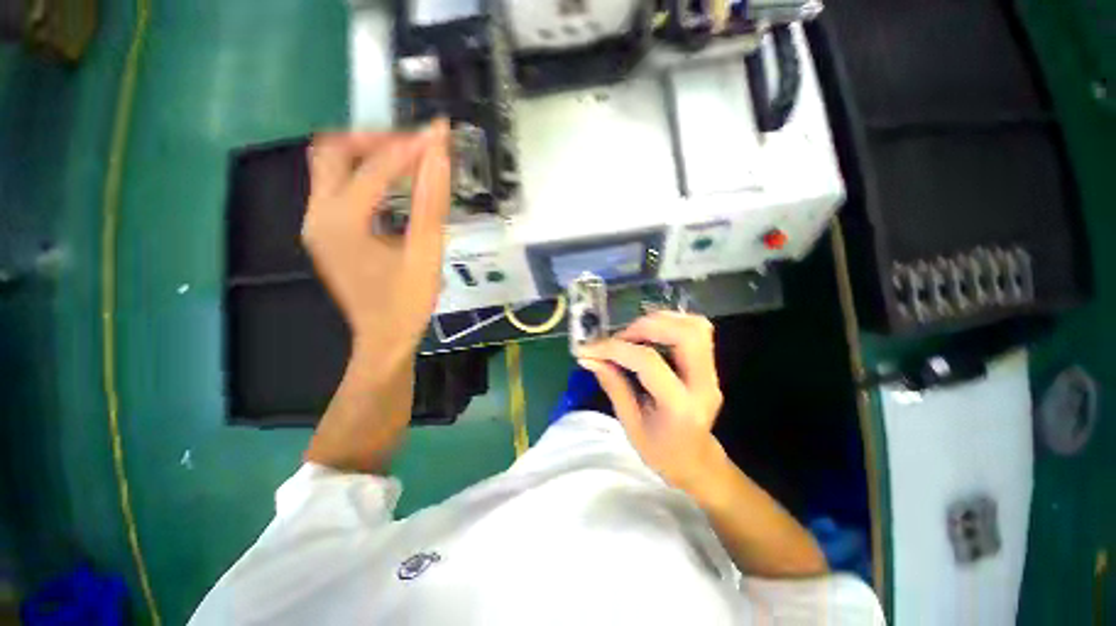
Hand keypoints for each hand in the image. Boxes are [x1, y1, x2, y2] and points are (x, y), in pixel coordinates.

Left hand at [302, 120, 450, 366]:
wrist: (383, 340)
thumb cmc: (408, 303)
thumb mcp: (426, 254)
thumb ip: (431, 203)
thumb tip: (439, 155)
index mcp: (341, 222)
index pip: (375, 167)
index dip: (410, 147)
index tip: (439, 134)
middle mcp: (317, 215)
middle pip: (332, 151)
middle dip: (374, 140)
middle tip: (414, 147)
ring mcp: (317, 224)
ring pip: (330, 166)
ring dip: (367, 155)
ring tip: (408, 162)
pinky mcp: (326, 233)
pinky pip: (337, 187)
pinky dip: (364, 176)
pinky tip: (393, 188)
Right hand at [576, 311, 724, 490]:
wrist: (697, 463)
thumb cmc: (662, 453)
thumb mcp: (631, 425)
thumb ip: (613, 386)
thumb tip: (590, 357)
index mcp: (681, 407)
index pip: (648, 362)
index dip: (615, 349)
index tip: (589, 349)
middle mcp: (704, 384)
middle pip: (685, 333)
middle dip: (645, 326)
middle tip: (619, 337)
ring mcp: (712, 373)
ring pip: (695, 326)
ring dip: (659, 321)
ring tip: (632, 334)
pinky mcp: (709, 365)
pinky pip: (695, 330)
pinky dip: (669, 324)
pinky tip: (648, 335)